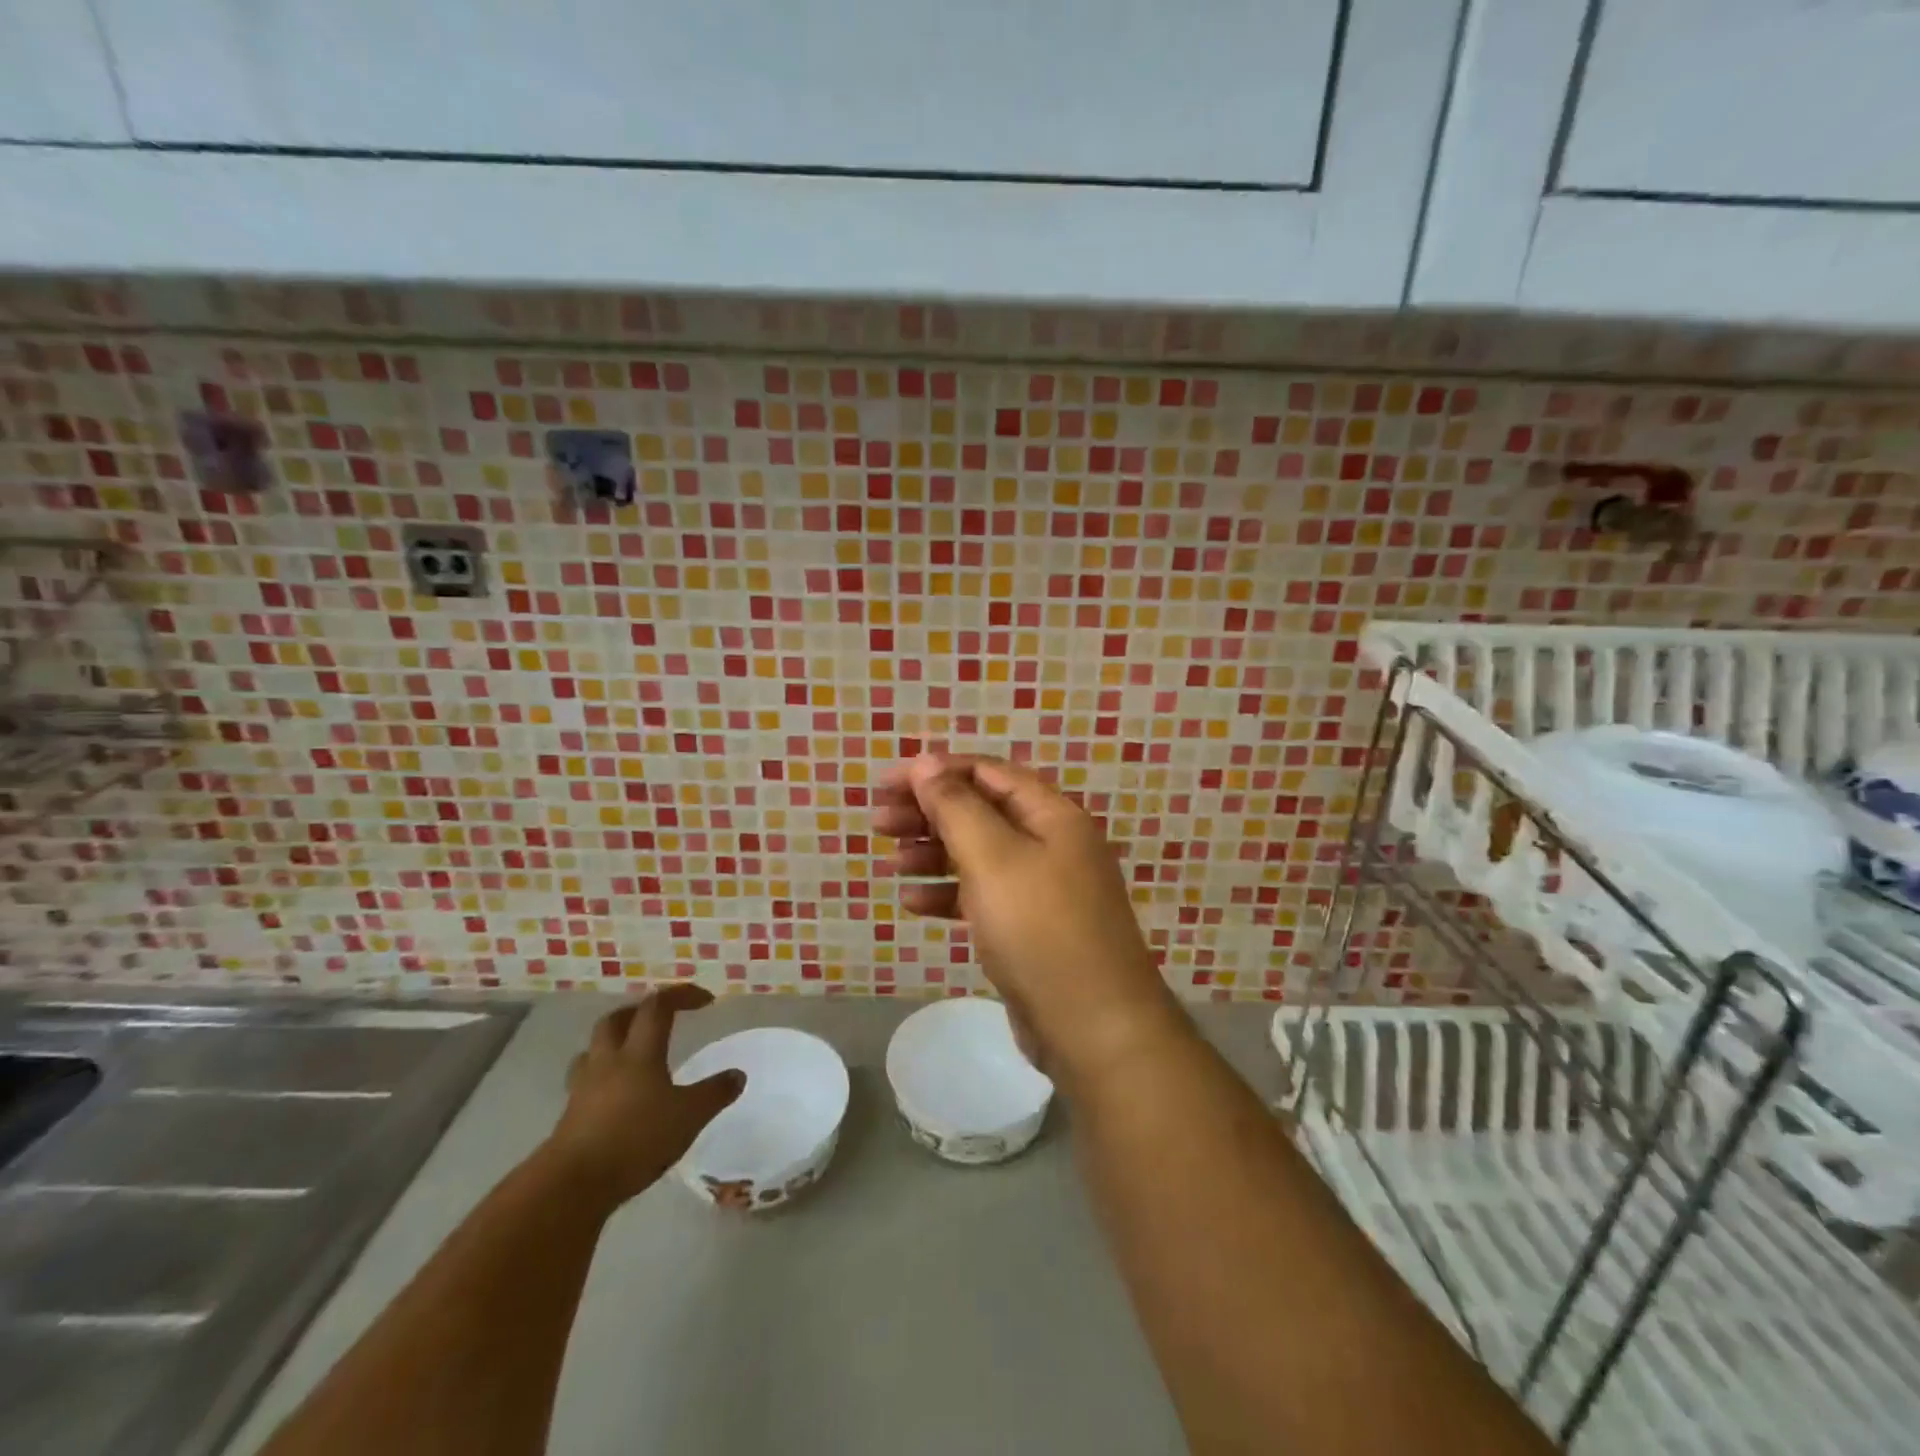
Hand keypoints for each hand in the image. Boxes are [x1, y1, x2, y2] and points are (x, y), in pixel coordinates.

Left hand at [544, 985, 745, 1209]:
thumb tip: (738, 1075)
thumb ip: (714, 1094)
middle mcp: (608, 1062)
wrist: (572, 1185)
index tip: (704, 1000)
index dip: (680, 995)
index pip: (658, 1007)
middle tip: (659, 1018)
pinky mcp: (569, 1116)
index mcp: (639, 1053)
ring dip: (613, 1043)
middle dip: (638, 1012)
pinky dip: (602, 1078)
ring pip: (594, 1050)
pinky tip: (615, 1097)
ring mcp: (583, 1088)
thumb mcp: (689, 1117)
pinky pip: (585, 1082)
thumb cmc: (636, 1139)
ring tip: (631, 1054)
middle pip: (616, 1020)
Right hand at [876, 753, 1185, 1083]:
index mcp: (1052, 815)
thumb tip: (926, 761)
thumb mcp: (993, 859)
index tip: (886, 783)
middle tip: (877, 821)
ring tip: (890, 861)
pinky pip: (983, 896)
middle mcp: (1051, 843)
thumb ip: (956, 807)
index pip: (987, 773)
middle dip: (928, 812)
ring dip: (933, 853)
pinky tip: (912, 903)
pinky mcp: (1030, 928)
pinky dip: (948, 894)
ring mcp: (1043, 888)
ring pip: (979, 854)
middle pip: (981, 811)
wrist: (1094, 1028)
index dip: (935, 771)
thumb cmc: (1040, 930)